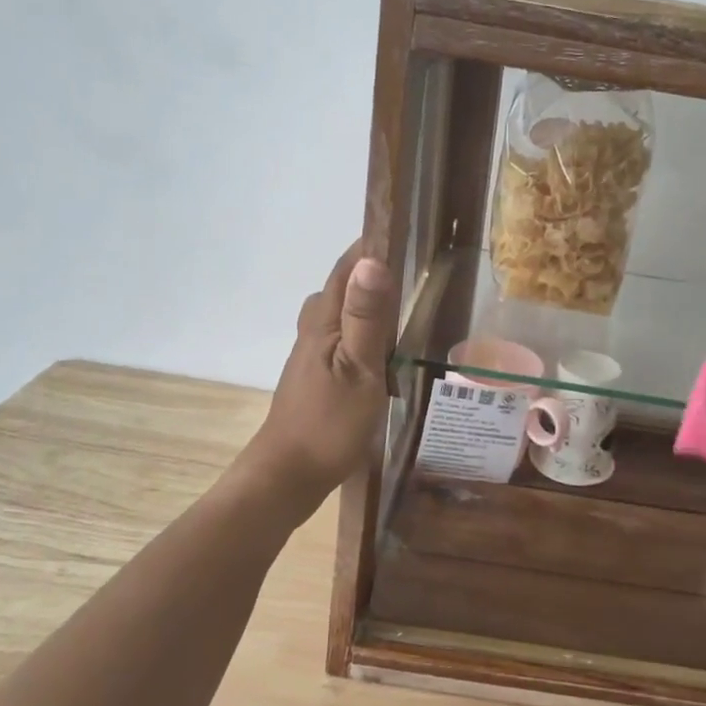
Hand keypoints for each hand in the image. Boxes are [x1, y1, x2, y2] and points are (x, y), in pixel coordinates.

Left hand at [244, 243, 395, 494]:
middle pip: (343, 286)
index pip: (347, 266)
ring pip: (343, 313)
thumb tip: (373, 260)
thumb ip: (367, 318)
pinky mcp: (318, 375)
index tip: (408, 229)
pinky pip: (344, 337)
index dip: (372, 245)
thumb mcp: (358, 370)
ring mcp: (313, 354)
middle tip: (417, 267)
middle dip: (373, 269)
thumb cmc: (328, 423)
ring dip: (369, 301)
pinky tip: (385, 349)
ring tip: (407, 302)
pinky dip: (365, 330)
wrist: (288, 475)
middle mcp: (314, 329)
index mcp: (323, 321)